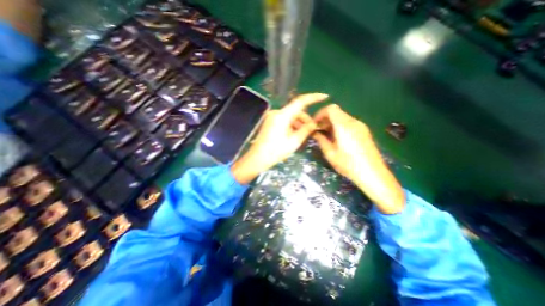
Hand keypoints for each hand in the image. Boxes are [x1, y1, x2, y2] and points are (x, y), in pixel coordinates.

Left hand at [229, 92, 326, 184]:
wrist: (257, 158)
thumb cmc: (275, 151)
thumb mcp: (294, 142)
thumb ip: (305, 130)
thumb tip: (314, 123)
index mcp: (282, 116)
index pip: (300, 101)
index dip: (313, 98)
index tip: (324, 97)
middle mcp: (276, 113)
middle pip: (296, 111)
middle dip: (305, 119)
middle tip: (312, 130)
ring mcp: (272, 117)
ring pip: (290, 116)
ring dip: (298, 123)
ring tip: (302, 135)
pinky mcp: (270, 122)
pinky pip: (284, 120)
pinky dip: (291, 125)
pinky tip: (294, 135)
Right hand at [310, 104, 403, 213]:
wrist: (373, 174)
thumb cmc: (348, 164)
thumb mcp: (330, 153)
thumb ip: (321, 140)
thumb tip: (314, 132)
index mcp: (344, 126)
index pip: (331, 108)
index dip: (320, 113)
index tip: (314, 124)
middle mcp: (353, 122)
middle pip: (336, 112)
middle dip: (324, 119)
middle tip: (317, 131)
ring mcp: (360, 126)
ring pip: (342, 117)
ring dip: (331, 123)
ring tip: (325, 136)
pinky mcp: (364, 131)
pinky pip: (348, 123)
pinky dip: (339, 126)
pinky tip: (336, 138)